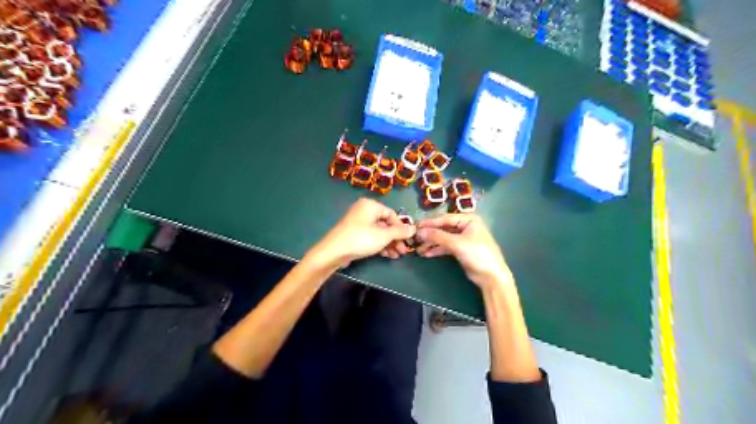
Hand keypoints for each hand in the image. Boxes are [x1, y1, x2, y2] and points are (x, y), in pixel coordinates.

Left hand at [304, 199, 415, 267]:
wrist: (333, 252)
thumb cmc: (361, 239)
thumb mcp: (383, 235)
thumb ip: (400, 232)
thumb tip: (414, 228)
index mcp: (371, 206)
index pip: (392, 214)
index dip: (401, 227)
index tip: (408, 240)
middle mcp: (364, 211)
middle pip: (386, 224)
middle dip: (396, 238)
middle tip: (404, 251)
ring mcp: (358, 223)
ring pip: (379, 232)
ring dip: (389, 243)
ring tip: (397, 255)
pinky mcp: (354, 234)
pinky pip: (371, 237)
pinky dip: (380, 245)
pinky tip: (388, 255)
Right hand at [413, 216, 513, 287]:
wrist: (491, 276)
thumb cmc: (477, 254)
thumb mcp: (457, 243)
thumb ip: (438, 236)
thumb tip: (419, 231)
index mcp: (468, 219)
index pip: (445, 219)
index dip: (429, 223)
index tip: (415, 226)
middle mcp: (465, 226)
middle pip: (443, 228)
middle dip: (429, 234)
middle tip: (415, 239)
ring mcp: (463, 238)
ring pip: (443, 238)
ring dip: (431, 243)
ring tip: (418, 249)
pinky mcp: (461, 249)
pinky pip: (446, 247)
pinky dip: (437, 250)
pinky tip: (426, 253)